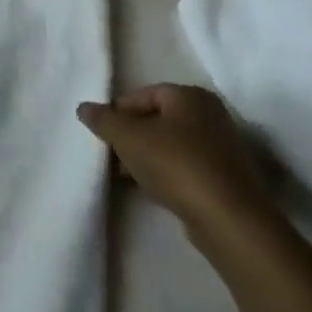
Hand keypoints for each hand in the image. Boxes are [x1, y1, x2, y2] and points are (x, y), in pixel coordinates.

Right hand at [77, 85, 273, 255]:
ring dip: (144, 155)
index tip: (101, 133)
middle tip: (109, 153)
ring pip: (169, 143)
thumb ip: (103, 120)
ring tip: (124, 174)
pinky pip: (183, 164)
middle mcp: (209, 114)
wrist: (226, 216)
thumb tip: (84, 107)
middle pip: (156, 118)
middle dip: (130, 135)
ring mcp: (220, 145)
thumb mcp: (128, 138)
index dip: (117, 111)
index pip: (143, 94)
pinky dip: (163, 171)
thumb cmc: (175, 164)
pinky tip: (149, 187)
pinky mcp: (223, 174)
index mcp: (190, 96)